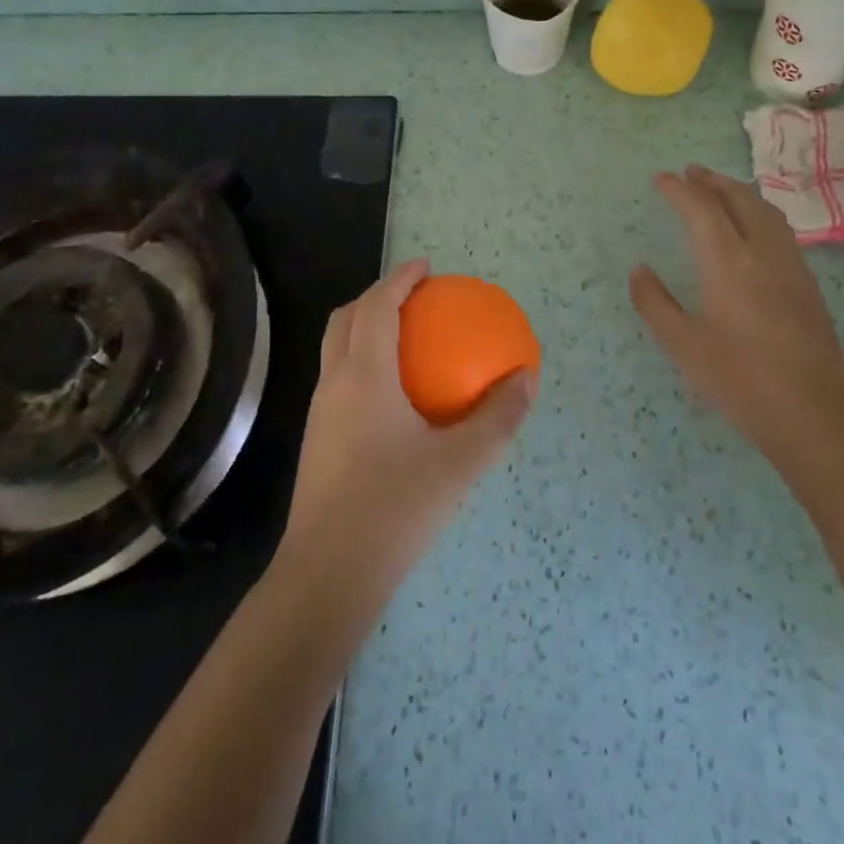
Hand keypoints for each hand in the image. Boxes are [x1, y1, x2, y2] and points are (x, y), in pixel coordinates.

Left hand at [280, 260, 536, 600]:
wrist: (327, 575)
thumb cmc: (394, 510)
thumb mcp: (459, 464)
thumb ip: (497, 418)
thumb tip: (526, 378)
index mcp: (364, 375)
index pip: (377, 306)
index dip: (399, 279)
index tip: (427, 268)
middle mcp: (334, 383)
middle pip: (346, 318)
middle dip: (376, 295)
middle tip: (415, 296)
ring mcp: (319, 412)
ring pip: (336, 347)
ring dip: (364, 326)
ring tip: (405, 335)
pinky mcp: (317, 438)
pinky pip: (338, 377)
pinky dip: (362, 359)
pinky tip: (394, 393)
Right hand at [630, 166, 843, 478]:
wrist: (815, 415)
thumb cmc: (741, 381)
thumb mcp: (684, 346)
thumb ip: (655, 303)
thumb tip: (639, 270)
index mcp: (728, 263)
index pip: (701, 209)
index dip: (679, 189)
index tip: (661, 178)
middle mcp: (763, 253)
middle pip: (739, 199)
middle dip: (712, 181)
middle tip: (690, 173)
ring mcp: (791, 267)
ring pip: (765, 212)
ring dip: (739, 193)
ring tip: (719, 191)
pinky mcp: (808, 285)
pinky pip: (780, 230)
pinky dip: (759, 213)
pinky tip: (752, 230)